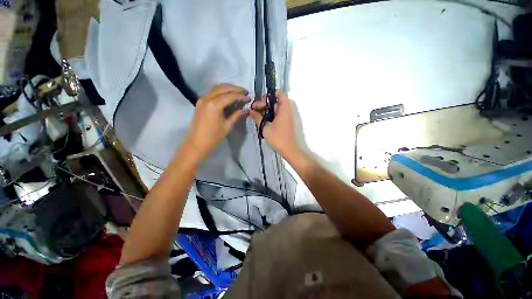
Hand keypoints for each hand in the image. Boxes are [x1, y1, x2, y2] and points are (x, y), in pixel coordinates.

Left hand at [184, 84, 248, 161]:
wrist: (196, 144)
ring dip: (228, 88)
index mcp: (214, 105)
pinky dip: (222, 92)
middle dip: (235, 89)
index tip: (249, 98)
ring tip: (238, 93)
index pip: (230, 96)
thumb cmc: (213, 137)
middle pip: (223, 88)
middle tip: (245, 92)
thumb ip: (236, 115)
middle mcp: (207, 98)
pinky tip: (228, 96)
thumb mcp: (227, 126)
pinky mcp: (200, 102)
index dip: (241, 96)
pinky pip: (212, 92)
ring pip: (217, 88)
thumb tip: (245, 109)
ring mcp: (202, 99)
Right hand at [250, 90, 299, 157]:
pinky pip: (280, 115)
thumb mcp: (265, 128)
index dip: (268, 95)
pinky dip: (272, 116)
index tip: (259, 102)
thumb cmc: (278, 138)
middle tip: (254, 111)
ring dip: (267, 111)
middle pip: (276, 101)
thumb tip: (250, 111)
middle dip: (264, 104)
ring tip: (258, 117)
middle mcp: (289, 110)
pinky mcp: (288, 122)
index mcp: (285, 108)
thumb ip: (257, 117)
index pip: (279, 93)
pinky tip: (264, 122)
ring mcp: (289, 116)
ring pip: (277, 109)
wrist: (291, 151)